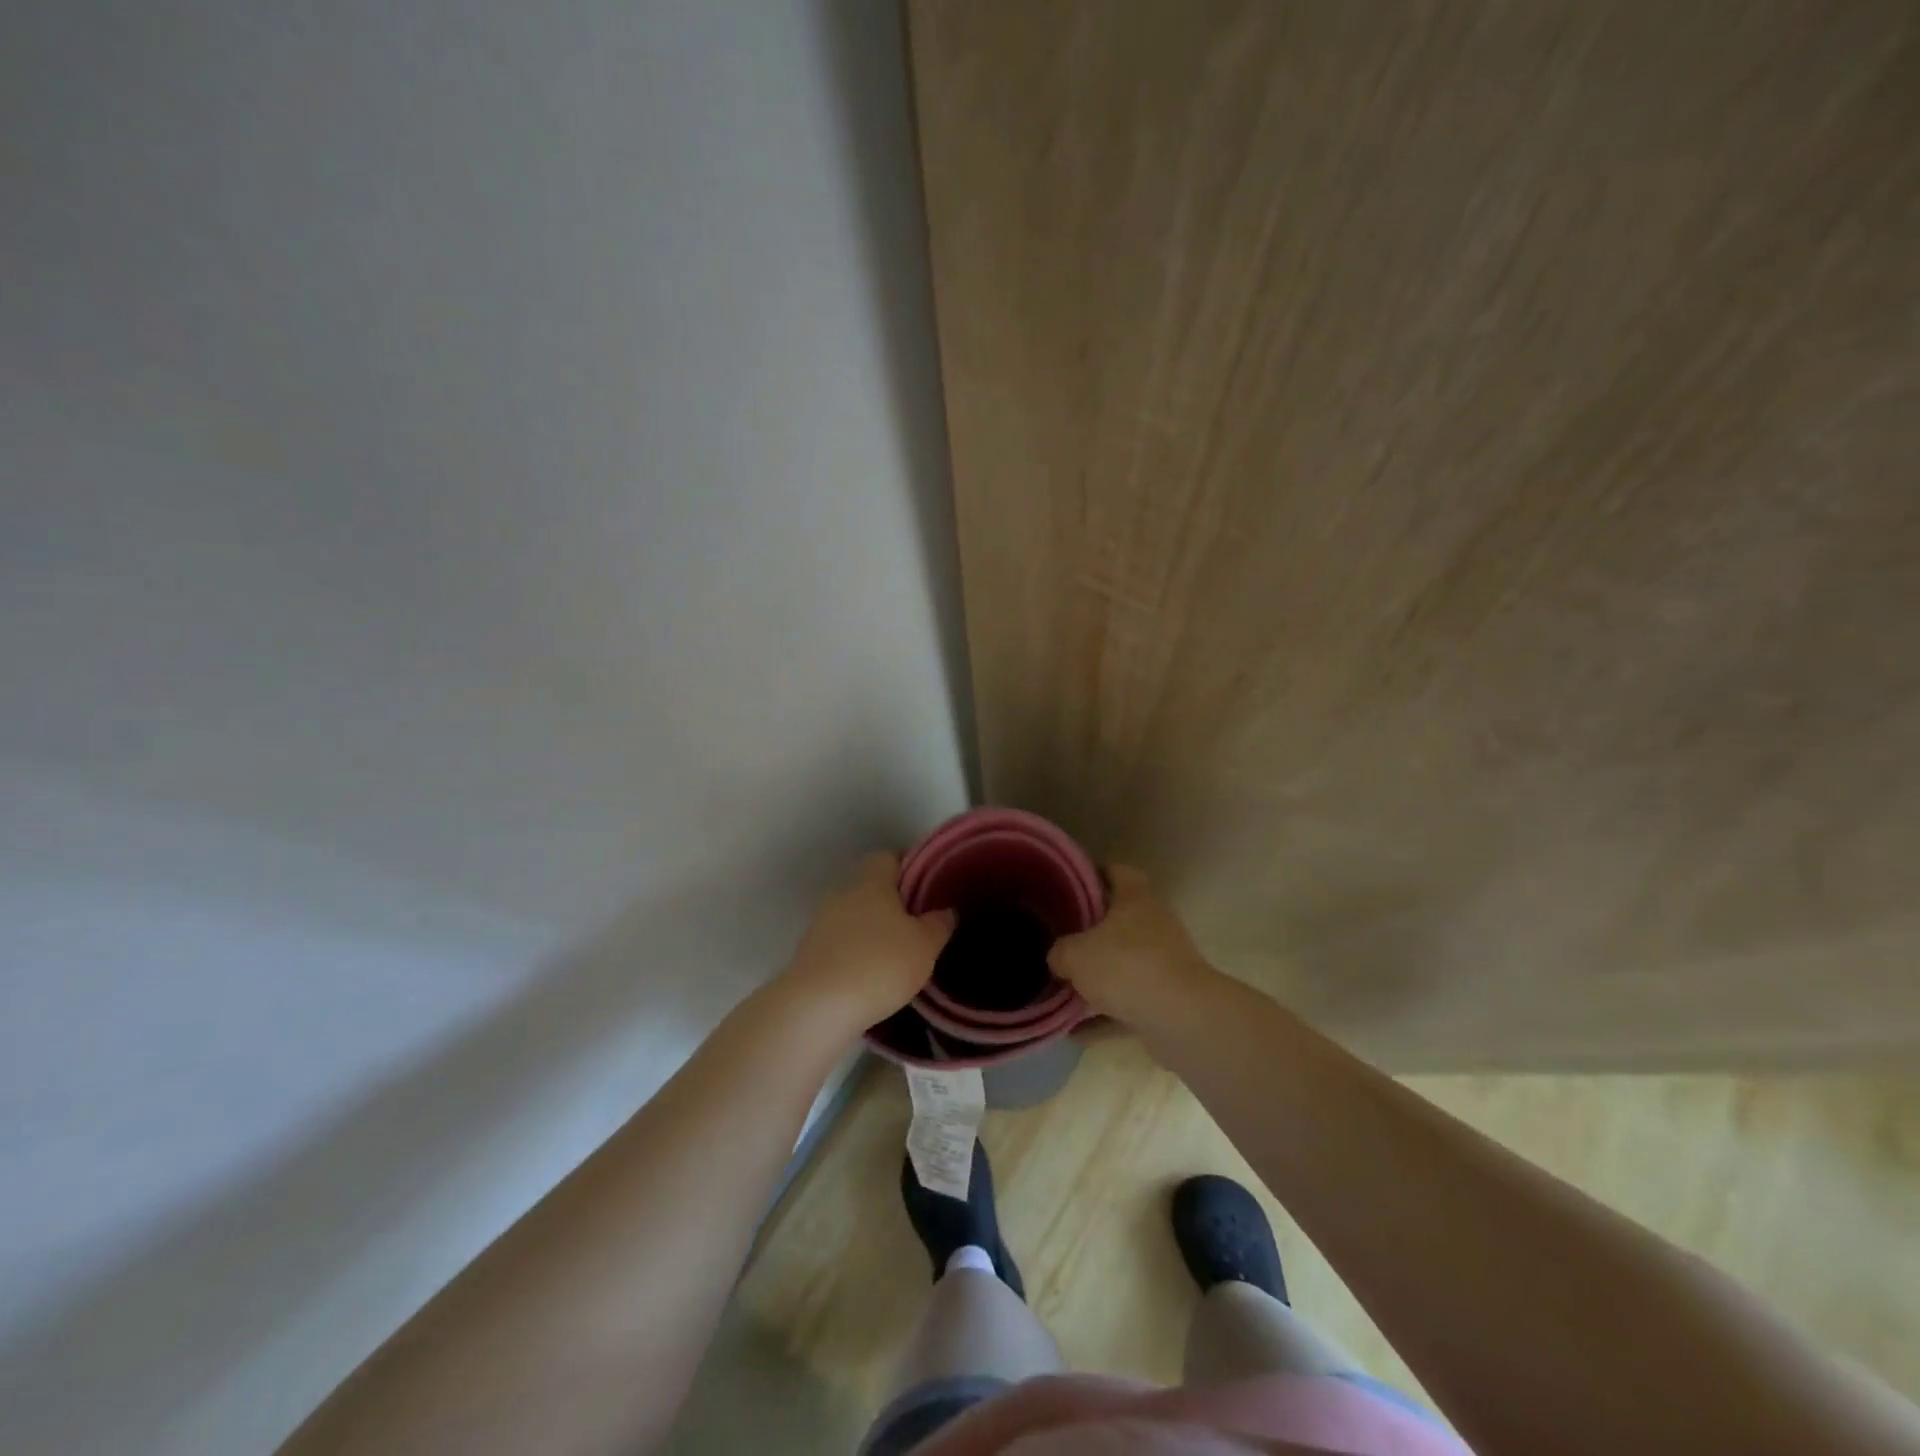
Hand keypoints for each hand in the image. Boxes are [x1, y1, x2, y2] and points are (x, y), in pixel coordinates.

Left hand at [781, 852, 953, 1031]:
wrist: (818, 1007)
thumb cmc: (880, 964)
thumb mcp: (925, 945)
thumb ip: (939, 924)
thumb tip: (946, 910)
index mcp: (871, 881)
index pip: (889, 857)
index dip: (910, 868)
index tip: (928, 886)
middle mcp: (842, 893)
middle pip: (870, 887)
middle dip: (892, 902)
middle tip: (917, 922)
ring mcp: (821, 923)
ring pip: (854, 916)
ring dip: (872, 929)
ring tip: (897, 952)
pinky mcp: (809, 953)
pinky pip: (841, 943)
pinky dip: (856, 952)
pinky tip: (872, 974)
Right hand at [1047, 865, 1215, 1022]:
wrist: (1182, 1019)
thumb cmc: (1126, 967)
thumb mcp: (1075, 954)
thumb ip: (1060, 952)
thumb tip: (1058, 958)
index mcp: (1136, 900)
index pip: (1117, 872)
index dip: (1094, 873)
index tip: (1069, 883)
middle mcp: (1154, 926)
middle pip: (1118, 922)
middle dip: (1089, 934)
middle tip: (1058, 940)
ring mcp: (1164, 965)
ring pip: (1123, 967)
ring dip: (1097, 981)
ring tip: (1061, 991)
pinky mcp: (1167, 1002)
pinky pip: (1128, 1006)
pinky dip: (1105, 1018)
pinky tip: (1075, 1033)